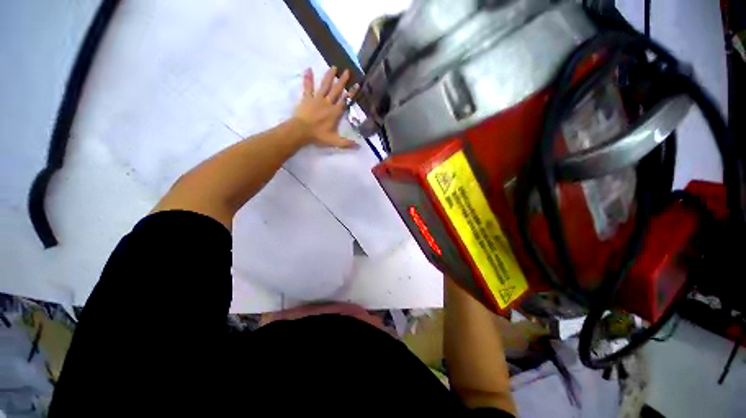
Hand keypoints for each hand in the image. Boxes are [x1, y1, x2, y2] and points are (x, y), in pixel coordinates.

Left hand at [292, 66, 359, 148]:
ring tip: (333, 67)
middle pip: (336, 90)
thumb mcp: (335, 141)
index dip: (351, 93)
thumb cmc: (319, 136)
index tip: (357, 84)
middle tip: (347, 71)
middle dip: (342, 81)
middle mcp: (328, 103)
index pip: (345, 100)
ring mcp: (317, 99)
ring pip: (324, 85)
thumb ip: (347, 143)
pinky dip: (308, 78)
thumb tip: (359, 146)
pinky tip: (308, 69)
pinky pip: (308, 87)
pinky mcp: (307, 98)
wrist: (302, 131)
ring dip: (329, 76)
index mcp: (335, 112)